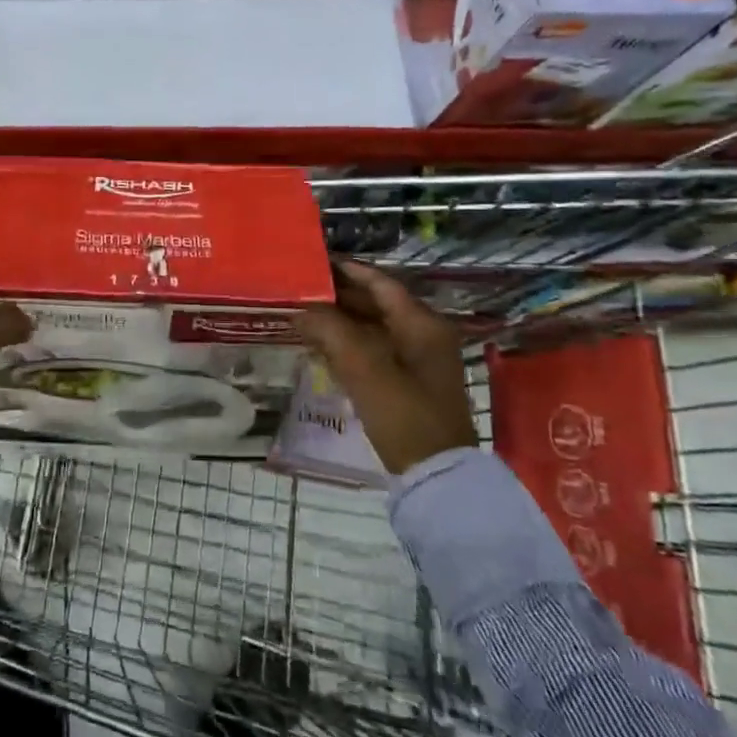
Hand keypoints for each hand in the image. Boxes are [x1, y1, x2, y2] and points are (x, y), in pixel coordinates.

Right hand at [296, 260, 477, 474]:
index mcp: (422, 324)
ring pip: (372, 328)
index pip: (381, 284)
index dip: (348, 271)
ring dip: (340, 321)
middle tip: (300, 288)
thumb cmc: (404, 414)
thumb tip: (301, 308)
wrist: (435, 475)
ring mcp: (418, 361)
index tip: (314, 261)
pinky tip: (320, 345)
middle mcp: (423, 335)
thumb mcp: (364, 368)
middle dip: (338, 296)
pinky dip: (348, 344)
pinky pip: (374, 350)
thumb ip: (330, 330)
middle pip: (376, 304)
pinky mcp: (408, 383)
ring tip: (302, 313)